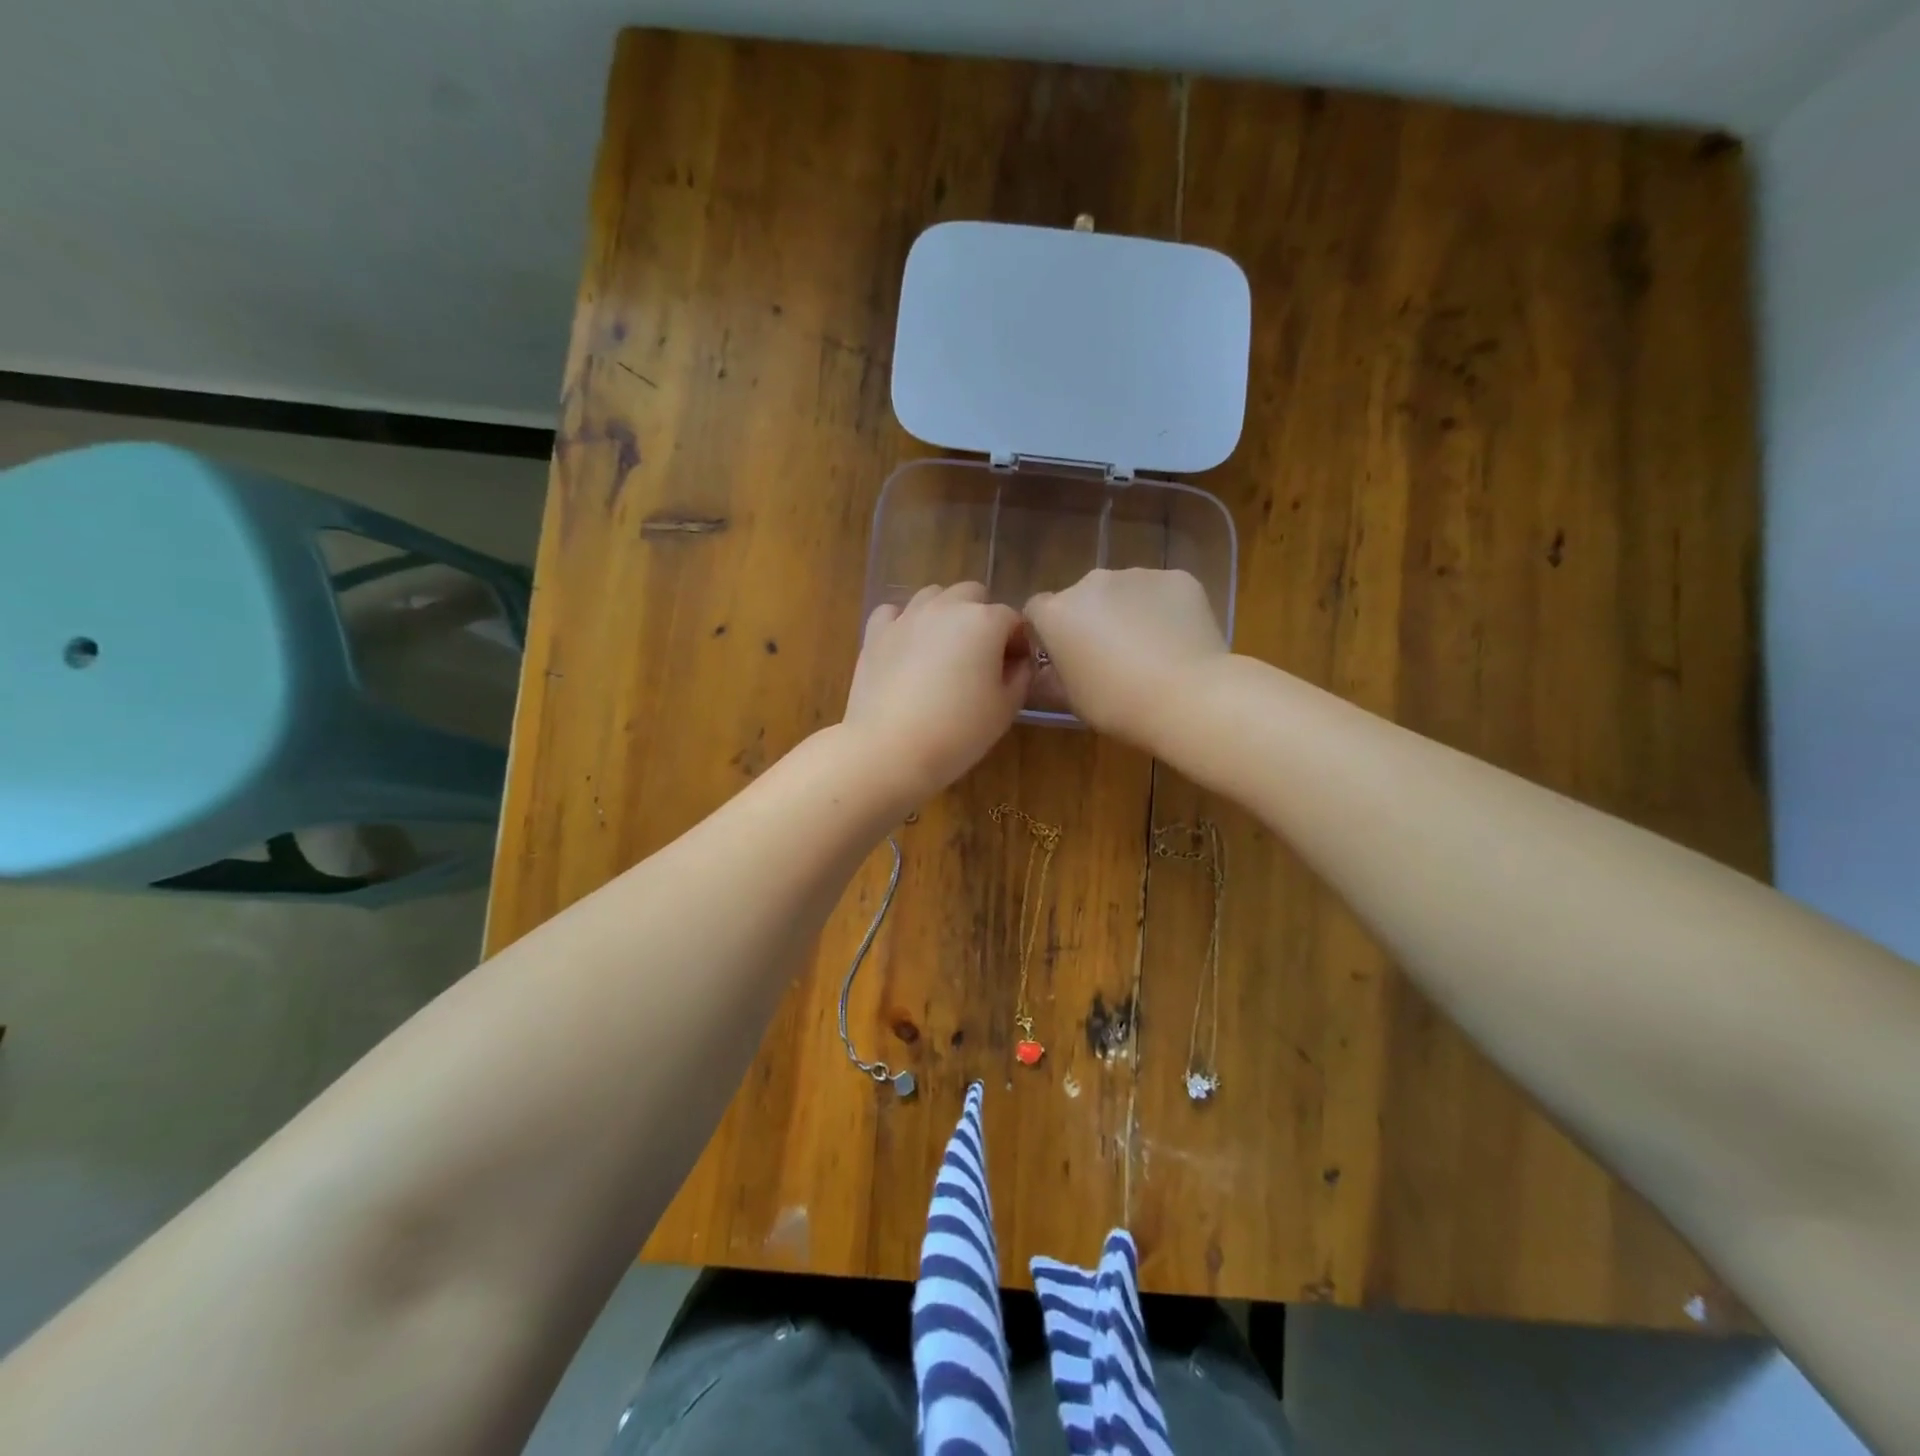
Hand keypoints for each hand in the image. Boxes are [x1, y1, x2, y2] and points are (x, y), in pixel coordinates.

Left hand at [845, 583, 1031, 805]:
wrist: (889, 749)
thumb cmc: (958, 732)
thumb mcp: (1005, 709)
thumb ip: (1020, 677)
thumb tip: (1018, 662)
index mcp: (984, 621)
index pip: (1013, 619)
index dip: (1018, 642)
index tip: (1014, 669)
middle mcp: (946, 607)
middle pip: (972, 595)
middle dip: (981, 617)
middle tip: (980, 656)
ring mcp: (906, 617)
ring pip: (932, 596)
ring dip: (944, 613)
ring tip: (943, 649)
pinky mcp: (875, 633)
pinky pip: (893, 612)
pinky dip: (904, 622)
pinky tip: (906, 647)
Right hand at [1024, 568, 1227, 741]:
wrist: (1188, 697)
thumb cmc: (1118, 704)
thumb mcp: (1072, 700)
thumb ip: (1052, 678)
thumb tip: (1046, 672)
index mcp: (1057, 612)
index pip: (1037, 610)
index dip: (1048, 632)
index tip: (1063, 655)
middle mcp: (1091, 582)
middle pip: (1082, 597)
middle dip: (1091, 619)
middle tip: (1111, 657)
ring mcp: (1137, 575)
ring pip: (1124, 592)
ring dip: (1128, 612)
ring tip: (1150, 650)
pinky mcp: (1178, 578)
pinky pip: (1162, 593)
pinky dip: (1165, 610)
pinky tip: (1178, 642)